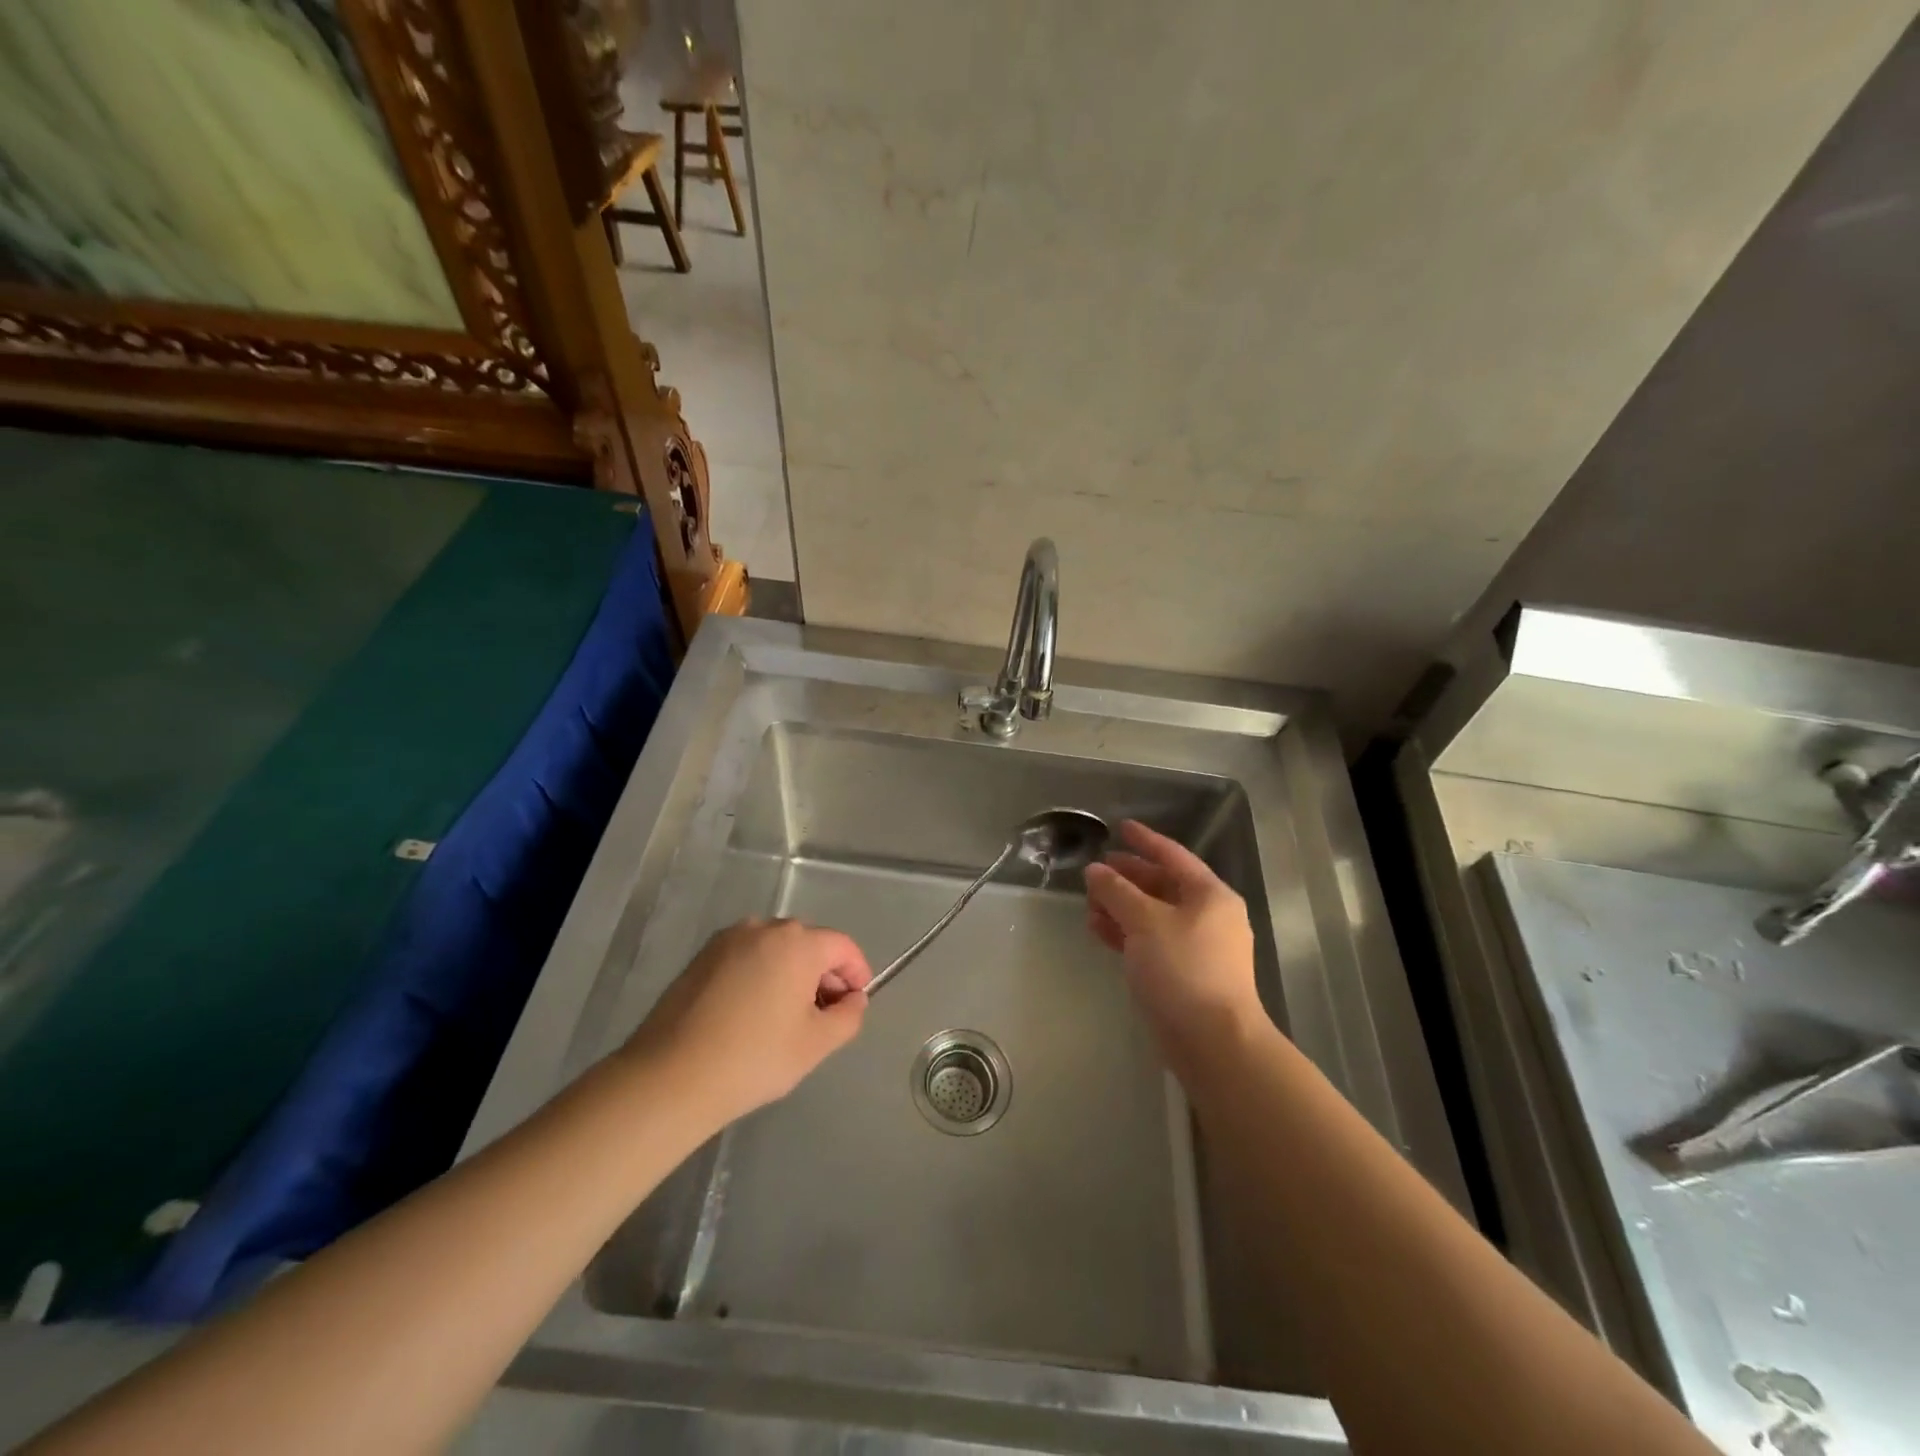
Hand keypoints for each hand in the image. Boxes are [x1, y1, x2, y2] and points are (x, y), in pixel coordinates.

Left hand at [620, 918, 870, 1126]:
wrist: (670, 1077)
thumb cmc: (754, 1058)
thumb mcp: (816, 1044)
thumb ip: (848, 1016)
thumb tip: (853, 999)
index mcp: (797, 943)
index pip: (842, 946)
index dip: (856, 972)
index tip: (855, 1002)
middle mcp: (763, 928)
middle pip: (808, 944)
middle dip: (823, 974)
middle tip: (822, 1016)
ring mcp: (728, 940)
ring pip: (775, 950)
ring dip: (790, 974)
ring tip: (786, 1018)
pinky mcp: (701, 957)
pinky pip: (746, 957)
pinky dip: (760, 975)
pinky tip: (751, 1014)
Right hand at [1085, 820, 1266, 1085]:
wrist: (1213, 1042)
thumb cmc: (1183, 969)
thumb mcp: (1145, 922)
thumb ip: (1117, 892)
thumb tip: (1095, 870)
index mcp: (1210, 895)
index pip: (1173, 855)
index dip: (1145, 840)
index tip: (1121, 827)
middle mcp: (1208, 916)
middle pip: (1162, 885)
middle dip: (1127, 877)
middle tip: (1096, 869)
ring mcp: (1197, 947)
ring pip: (1153, 915)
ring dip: (1121, 906)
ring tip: (1089, 902)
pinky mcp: (1183, 974)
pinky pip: (1150, 941)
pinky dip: (1125, 933)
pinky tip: (1098, 929)